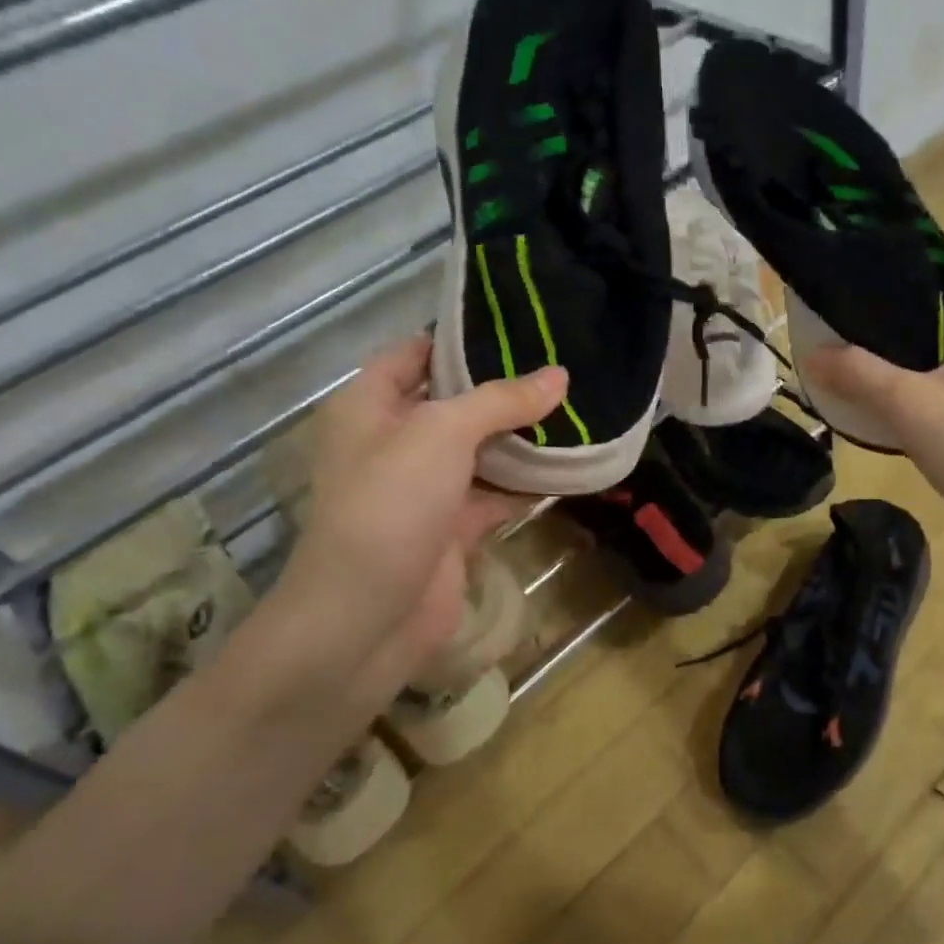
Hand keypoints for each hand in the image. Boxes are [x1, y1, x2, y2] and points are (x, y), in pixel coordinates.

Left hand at [249, 336, 564, 712]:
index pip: (414, 353)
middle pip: (453, 402)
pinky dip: (526, 485)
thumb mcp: (441, 434)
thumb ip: (501, 401)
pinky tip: (569, 467)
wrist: (366, 618)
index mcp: (370, 406)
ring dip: (521, 438)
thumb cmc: (390, 505)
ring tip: (577, 408)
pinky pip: (495, 495)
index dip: (459, 337)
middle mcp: (394, 441)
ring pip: (479, 451)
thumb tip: (560, 376)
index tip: (517, 325)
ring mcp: (424, 488)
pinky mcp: (451, 529)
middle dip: (503, 389)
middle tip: (562, 366)